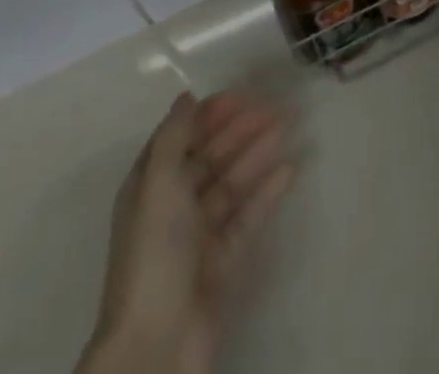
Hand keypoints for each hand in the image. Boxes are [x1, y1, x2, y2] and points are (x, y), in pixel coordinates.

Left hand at [84, 91, 293, 373]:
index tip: (242, 94)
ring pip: (231, 183)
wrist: (157, 343)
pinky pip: (246, 218)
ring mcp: (198, 236)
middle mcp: (172, 206)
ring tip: (286, 127)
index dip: (209, 114)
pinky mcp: (222, 262)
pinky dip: (266, 193)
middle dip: (239, 129)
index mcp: (150, 186)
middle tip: (275, 106)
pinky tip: (289, 170)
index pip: (181, 137)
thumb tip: (187, 96)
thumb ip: (175, 136)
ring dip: (256, 153)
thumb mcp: (158, 183)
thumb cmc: (154, 252)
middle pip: (209, 157)